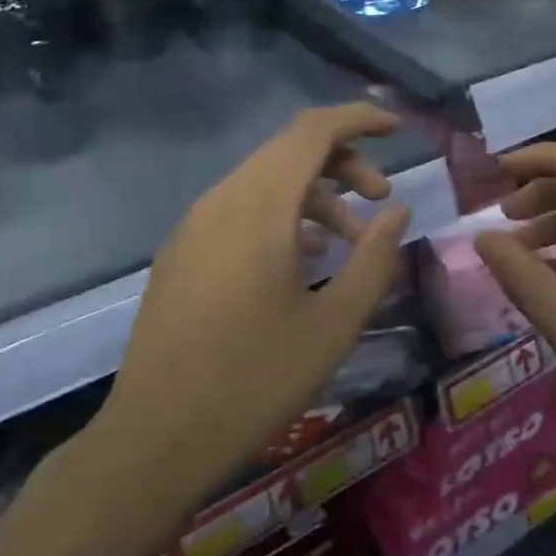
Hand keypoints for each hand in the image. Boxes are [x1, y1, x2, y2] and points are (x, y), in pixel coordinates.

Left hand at [99, 104, 411, 497]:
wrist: (157, 436)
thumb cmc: (256, 380)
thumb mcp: (335, 324)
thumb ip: (375, 258)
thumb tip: (398, 213)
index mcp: (259, 208)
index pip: (313, 131)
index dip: (358, 119)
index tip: (397, 128)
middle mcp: (221, 201)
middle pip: (289, 151)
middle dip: (343, 162)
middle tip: (381, 200)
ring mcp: (194, 225)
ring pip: (264, 181)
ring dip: (313, 195)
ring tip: (349, 240)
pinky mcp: (181, 252)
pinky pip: (238, 210)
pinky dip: (280, 215)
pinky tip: (302, 260)